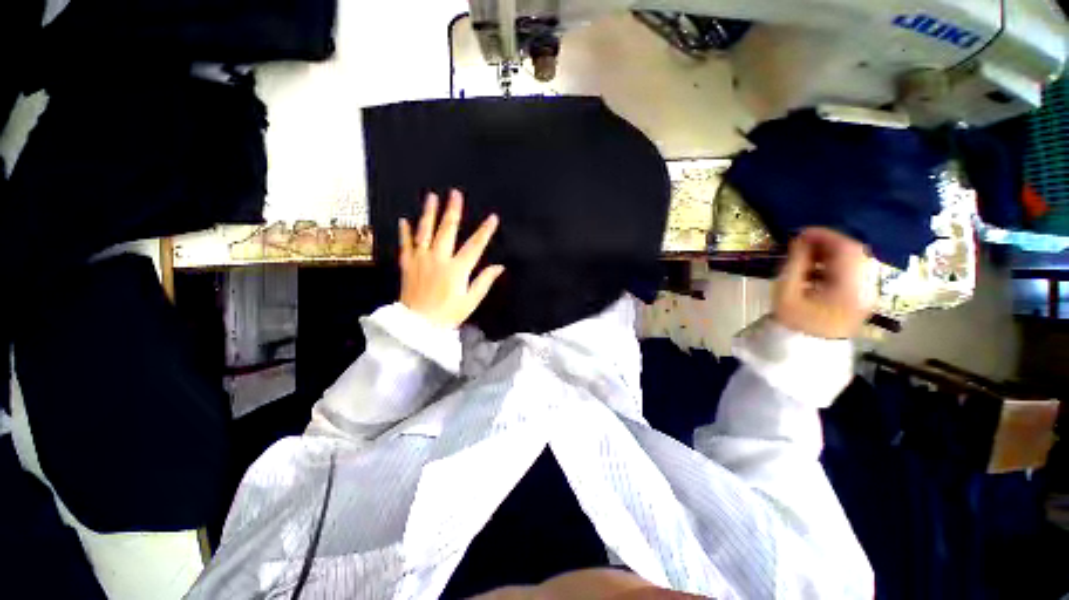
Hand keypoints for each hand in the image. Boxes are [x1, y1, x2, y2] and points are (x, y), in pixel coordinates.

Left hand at [399, 190, 504, 327]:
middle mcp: (439, 259)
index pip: (475, 245)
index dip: (485, 231)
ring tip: (431, 197)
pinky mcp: (408, 265)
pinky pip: (405, 245)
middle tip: (455, 194)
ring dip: (429, 213)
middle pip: (447, 230)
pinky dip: (404, 232)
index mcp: (457, 269)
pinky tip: (403, 220)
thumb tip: (499, 267)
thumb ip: (485, 281)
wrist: (418, 326)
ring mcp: (421, 260)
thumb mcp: (471, 300)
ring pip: (425, 232)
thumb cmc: (449, 314)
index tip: (493, 218)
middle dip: (453, 211)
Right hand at [773, 227, 873, 338]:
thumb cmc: (793, 322)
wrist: (807, 350)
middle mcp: (867, 288)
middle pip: (855, 253)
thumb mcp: (787, 292)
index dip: (825, 235)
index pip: (847, 250)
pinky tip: (817, 269)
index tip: (801, 232)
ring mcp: (868, 293)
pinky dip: (837, 264)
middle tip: (803, 242)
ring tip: (807, 255)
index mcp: (850, 288)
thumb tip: (799, 240)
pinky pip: (854, 272)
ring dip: (832, 253)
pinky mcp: (863, 297)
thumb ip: (796, 264)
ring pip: (856, 261)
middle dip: (829, 243)